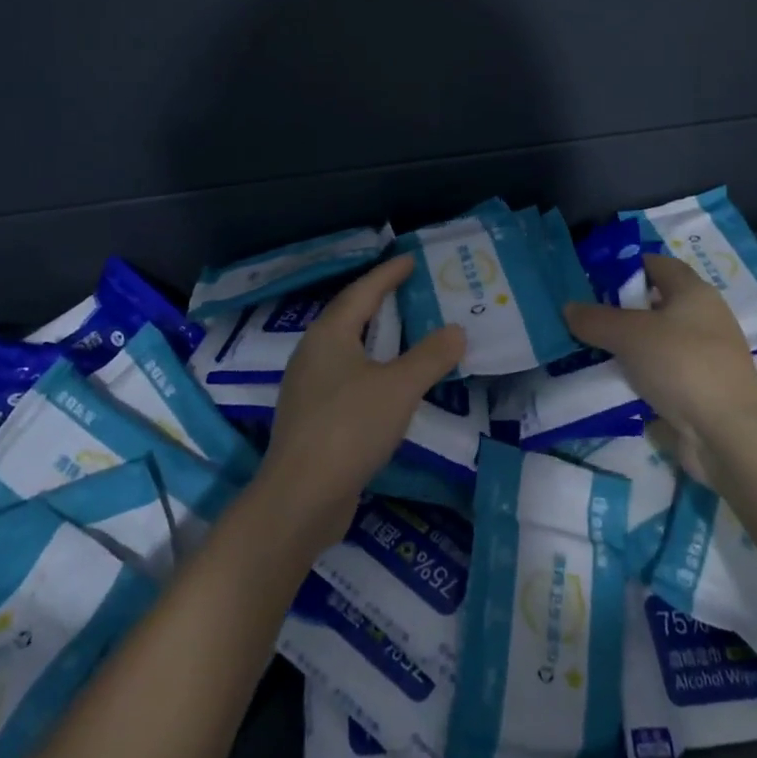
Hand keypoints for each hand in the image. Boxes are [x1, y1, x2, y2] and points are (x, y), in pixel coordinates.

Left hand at [261, 255, 464, 547]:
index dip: (388, 274)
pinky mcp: (311, 417)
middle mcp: (312, 352)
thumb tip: (456, 330)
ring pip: (345, 348)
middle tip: (408, 289)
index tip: (410, 259)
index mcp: (330, 334)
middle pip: (348, 315)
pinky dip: (369, 367)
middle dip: (378, 300)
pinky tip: (385, 382)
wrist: (300, 497)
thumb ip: (430, 356)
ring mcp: (307, 386)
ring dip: (373, 335)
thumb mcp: (399, 387)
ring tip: (401, 331)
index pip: (362, 291)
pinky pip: (344, 376)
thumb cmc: (349, 428)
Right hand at [564, 254, 756, 442]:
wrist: (729, 434)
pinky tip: (615, 383)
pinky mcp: (702, 389)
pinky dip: (640, 375)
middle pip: (655, 303)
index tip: (593, 280)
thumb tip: (569, 308)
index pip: (656, 264)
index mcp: (694, 292)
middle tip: (585, 318)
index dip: (625, 267)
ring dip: (628, 346)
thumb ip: (596, 319)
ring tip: (591, 351)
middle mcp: (704, 317)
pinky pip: (663, 372)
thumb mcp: (629, 335)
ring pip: (657, 340)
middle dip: (620, 310)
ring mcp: (705, 355)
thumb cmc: (681, 365)